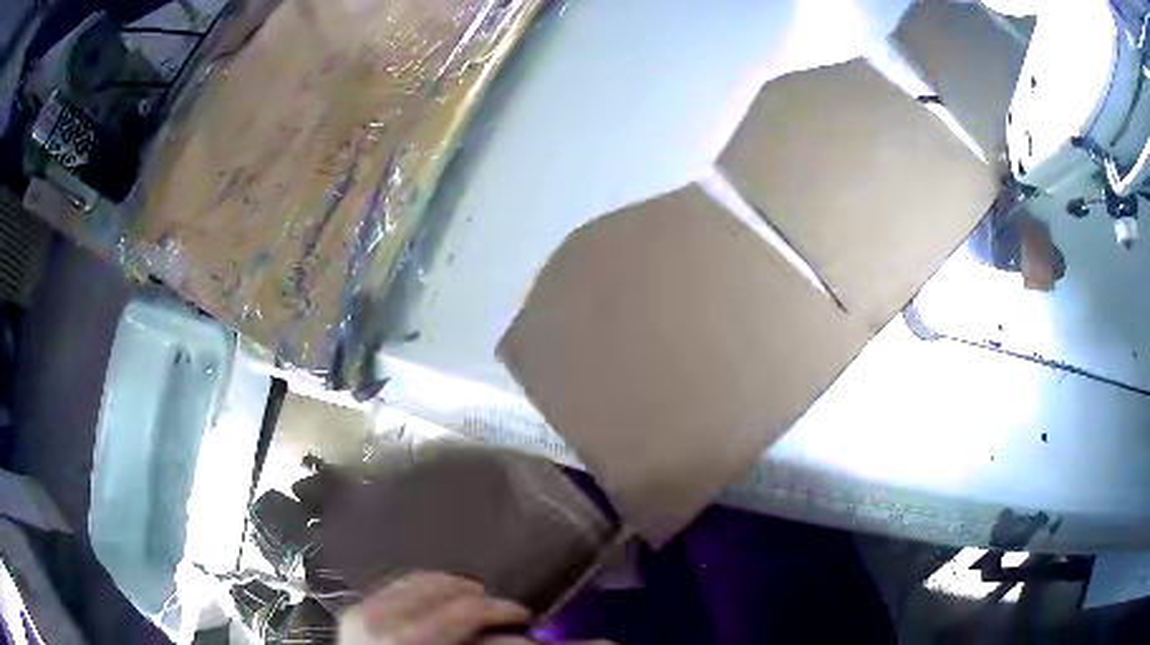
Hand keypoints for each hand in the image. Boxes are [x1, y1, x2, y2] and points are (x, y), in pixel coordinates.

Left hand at [338, 572, 531, 644]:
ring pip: (417, 579)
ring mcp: (361, 610)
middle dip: (479, 596)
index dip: (501, 609)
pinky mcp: (354, 610)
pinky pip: (398, 586)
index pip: (463, 609)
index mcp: (403, 639)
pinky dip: (426, 591)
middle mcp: (377, 618)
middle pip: (440, 586)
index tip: (524, 616)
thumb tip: (524, 638)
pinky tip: (441, 606)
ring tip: (475, 606)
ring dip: (453, 589)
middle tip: (502, 611)